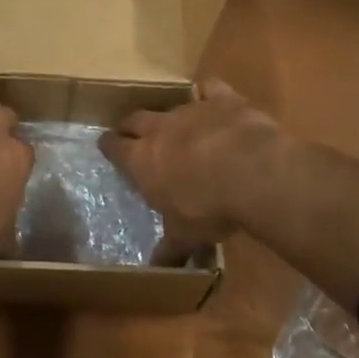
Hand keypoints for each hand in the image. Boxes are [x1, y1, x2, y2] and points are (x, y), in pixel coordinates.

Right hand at [100, 79, 282, 261]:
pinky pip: (210, 88)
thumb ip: (169, 249)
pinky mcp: (222, 100)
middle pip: (135, 119)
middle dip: (130, 125)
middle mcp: (159, 130)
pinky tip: (211, 96)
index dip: (109, 146)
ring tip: (173, 123)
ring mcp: (190, 110)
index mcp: (141, 160)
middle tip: (130, 131)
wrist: (252, 173)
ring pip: (170, 106)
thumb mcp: (185, 235)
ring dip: (169, 115)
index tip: (106, 145)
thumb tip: (155, 268)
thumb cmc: (208, 208)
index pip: (114, 147)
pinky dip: (209, 92)